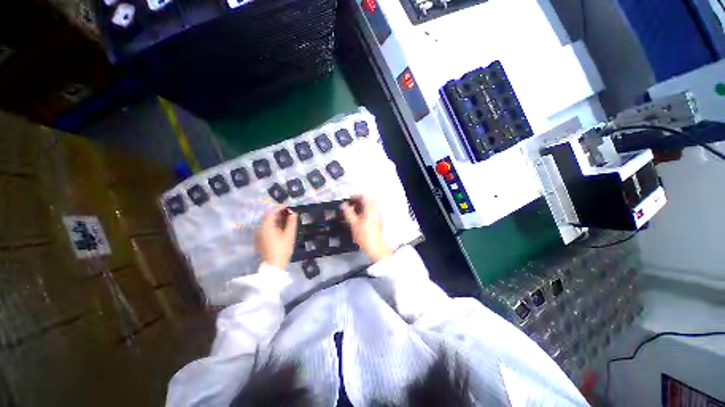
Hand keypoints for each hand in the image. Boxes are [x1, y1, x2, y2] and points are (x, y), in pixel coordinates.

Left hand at [255, 206, 297, 268]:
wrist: (273, 265)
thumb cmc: (282, 249)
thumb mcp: (289, 235)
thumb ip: (291, 222)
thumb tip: (294, 212)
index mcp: (266, 226)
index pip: (272, 211)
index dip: (281, 207)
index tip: (289, 205)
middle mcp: (260, 228)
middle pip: (269, 216)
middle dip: (279, 212)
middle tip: (290, 211)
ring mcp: (259, 234)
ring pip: (268, 221)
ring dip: (277, 218)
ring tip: (288, 217)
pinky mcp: (261, 238)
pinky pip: (267, 227)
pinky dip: (274, 224)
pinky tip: (282, 226)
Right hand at [341, 195, 391, 262]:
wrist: (375, 247)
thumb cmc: (364, 235)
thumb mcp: (353, 223)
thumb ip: (348, 213)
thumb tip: (343, 205)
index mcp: (371, 208)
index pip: (364, 196)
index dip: (355, 196)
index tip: (348, 199)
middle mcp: (375, 210)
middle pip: (367, 200)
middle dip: (358, 200)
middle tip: (349, 205)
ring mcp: (377, 215)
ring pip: (369, 206)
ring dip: (361, 206)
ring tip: (352, 211)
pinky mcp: (377, 220)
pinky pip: (370, 211)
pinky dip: (364, 211)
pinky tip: (357, 217)